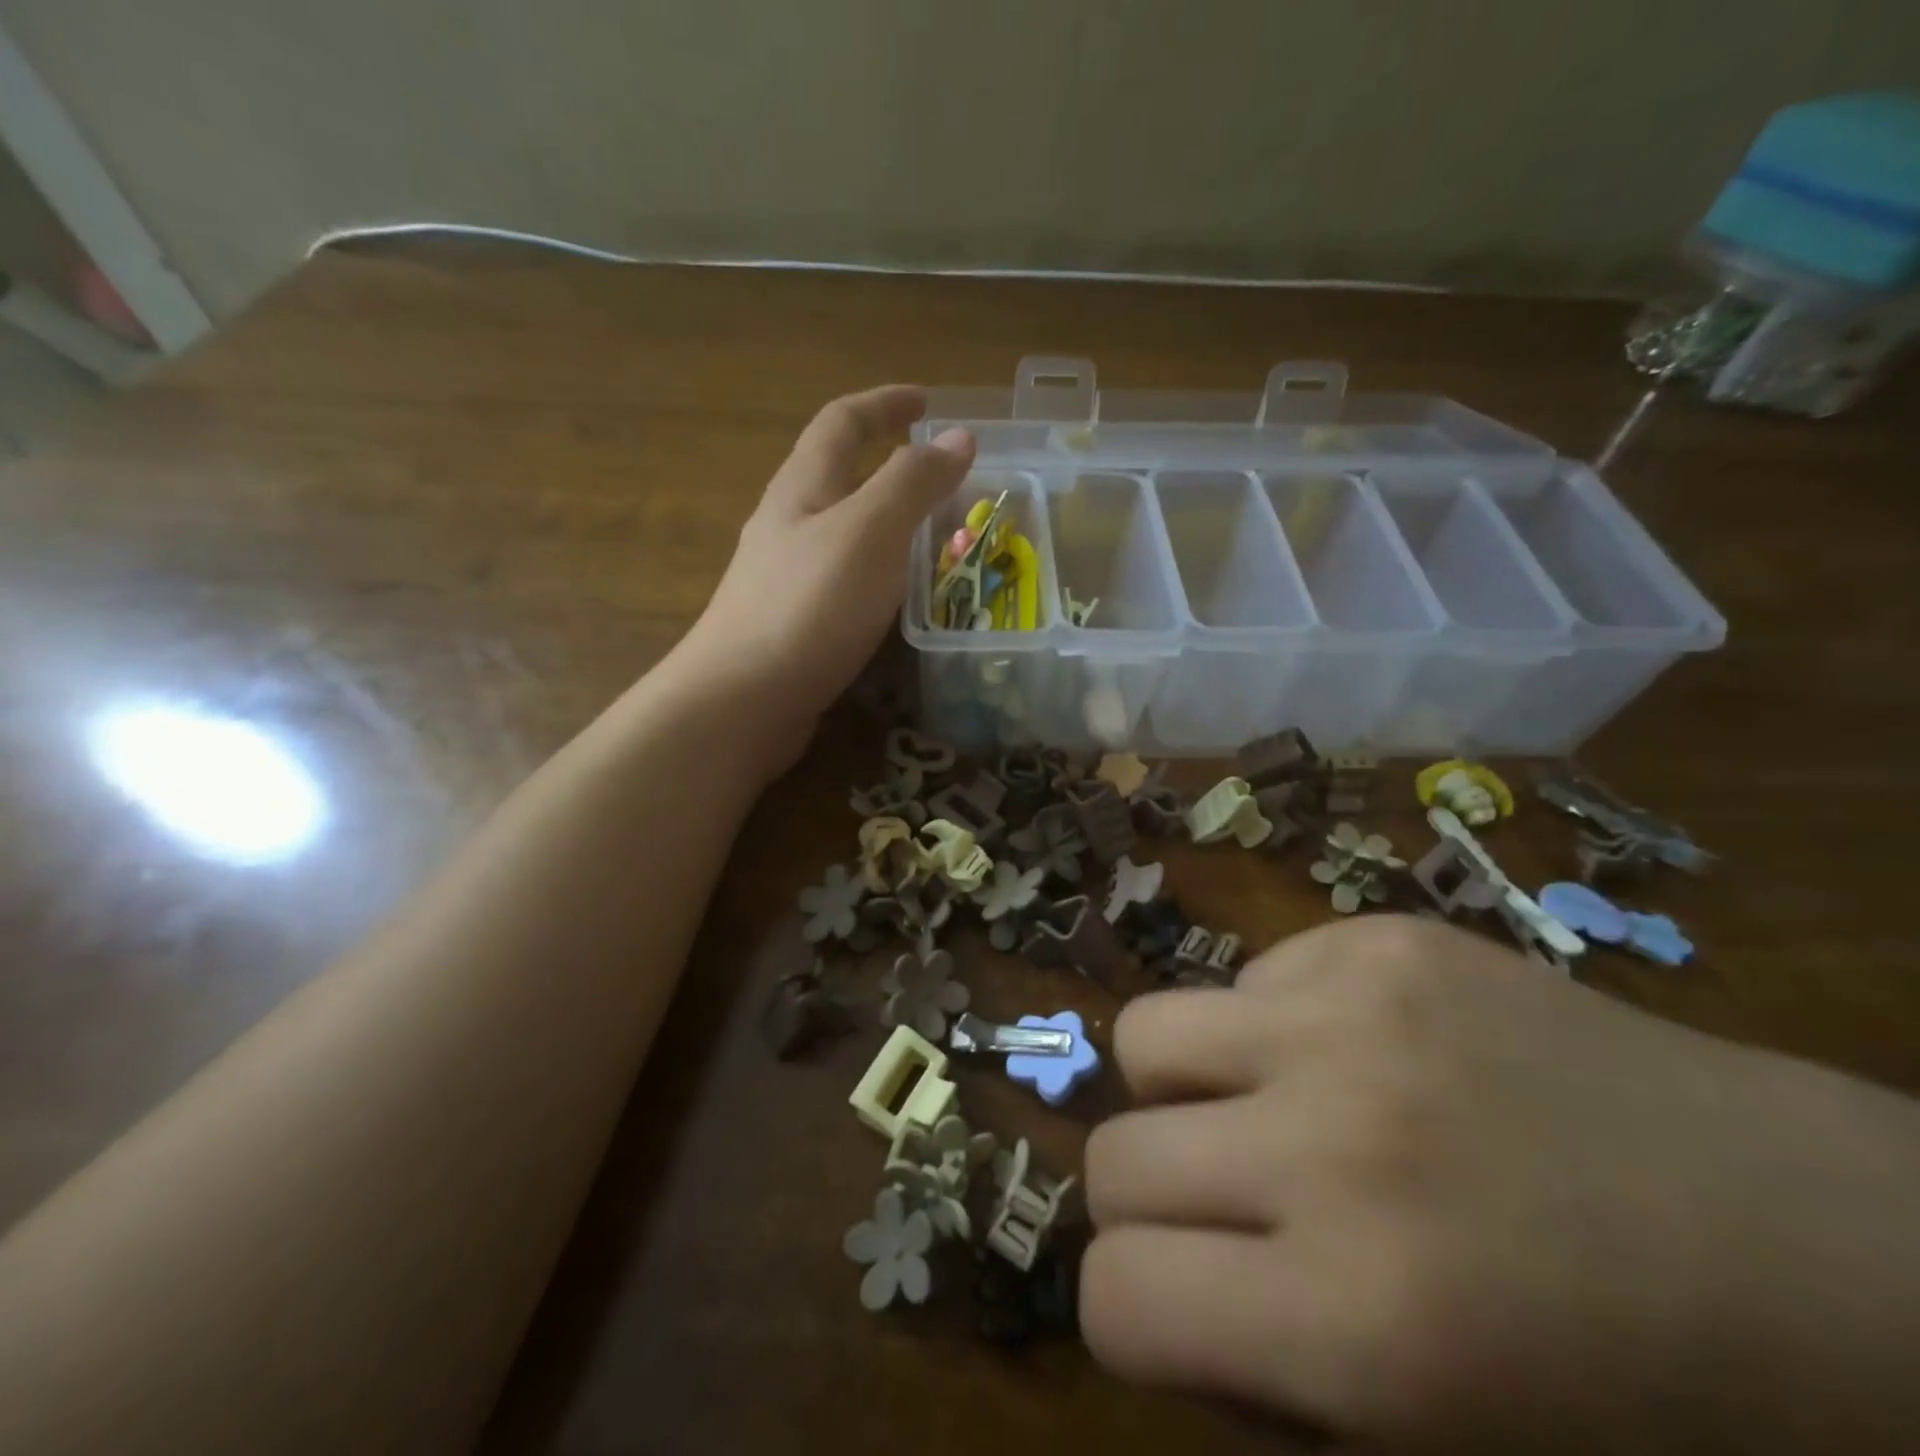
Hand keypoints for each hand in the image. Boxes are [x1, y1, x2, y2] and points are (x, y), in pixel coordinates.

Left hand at [674, 385, 971, 774]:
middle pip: (839, 475)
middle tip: (943, 480)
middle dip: (890, 465)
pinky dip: (880, 574)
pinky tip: (900, 601)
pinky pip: (845, 580)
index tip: (930, 402)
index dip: (886, 404)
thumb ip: (913, 483)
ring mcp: (786, 577)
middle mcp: (788, 524)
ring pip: (844, 532)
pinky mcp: (794, 623)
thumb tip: (958, 436)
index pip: (843, 421)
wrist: (742, 700)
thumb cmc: (809, 606)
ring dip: (888, 524)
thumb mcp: (870, 532)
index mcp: (803, 487)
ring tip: (935, 540)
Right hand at [1082, 915, 1919, 1453]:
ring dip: (1182, 1088)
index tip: (1179, 1302)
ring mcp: (1356, 1016)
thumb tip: (1146, 1285)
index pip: (1115, 1296)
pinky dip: (1274, 1027)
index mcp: (1359, 1323)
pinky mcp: (1383, 941)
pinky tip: (1362, 1055)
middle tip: (1223, 1208)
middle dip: (1148, 1201)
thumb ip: (1257, 1384)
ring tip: (1261, 1107)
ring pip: (1147, 1033)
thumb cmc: (1640, 1404)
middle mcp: (1335, 1145)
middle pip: (1113, 1155)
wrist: (1820, 1242)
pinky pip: (1251, 979)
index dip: (1129, 1310)